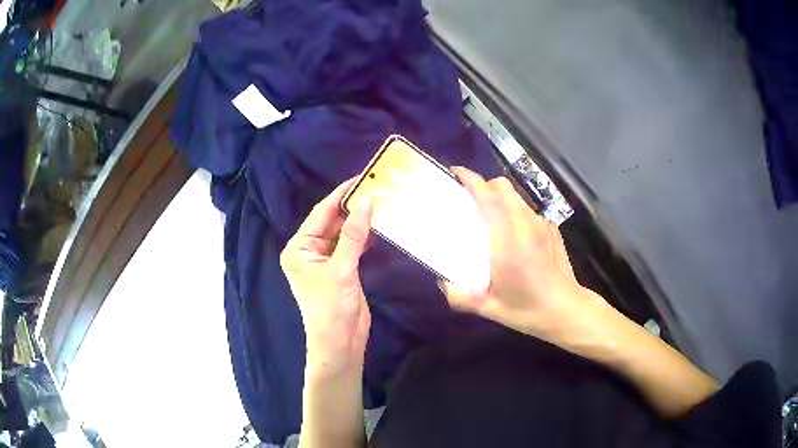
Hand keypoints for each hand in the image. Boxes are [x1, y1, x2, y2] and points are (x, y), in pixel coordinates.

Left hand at [281, 179, 373, 374]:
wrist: (340, 342)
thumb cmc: (332, 307)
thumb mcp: (341, 269)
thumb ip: (353, 234)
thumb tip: (367, 201)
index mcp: (298, 248)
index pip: (320, 214)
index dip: (340, 195)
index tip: (360, 178)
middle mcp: (308, 251)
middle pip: (331, 222)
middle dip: (352, 207)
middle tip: (375, 187)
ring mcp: (325, 260)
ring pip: (343, 233)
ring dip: (359, 221)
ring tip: (380, 201)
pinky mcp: (340, 269)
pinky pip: (350, 246)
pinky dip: (363, 237)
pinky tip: (378, 226)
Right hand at [444, 167, 612, 348]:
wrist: (567, 310)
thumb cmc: (528, 311)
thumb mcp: (490, 309)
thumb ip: (461, 297)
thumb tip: (443, 283)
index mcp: (507, 246)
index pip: (489, 200)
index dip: (471, 181)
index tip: (456, 174)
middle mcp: (525, 228)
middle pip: (503, 187)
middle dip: (484, 185)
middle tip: (470, 200)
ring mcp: (542, 225)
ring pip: (517, 196)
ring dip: (500, 198)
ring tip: (490, 216)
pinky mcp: (552, 229)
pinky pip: (528, 210)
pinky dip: (515, 212)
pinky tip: (514, 234)